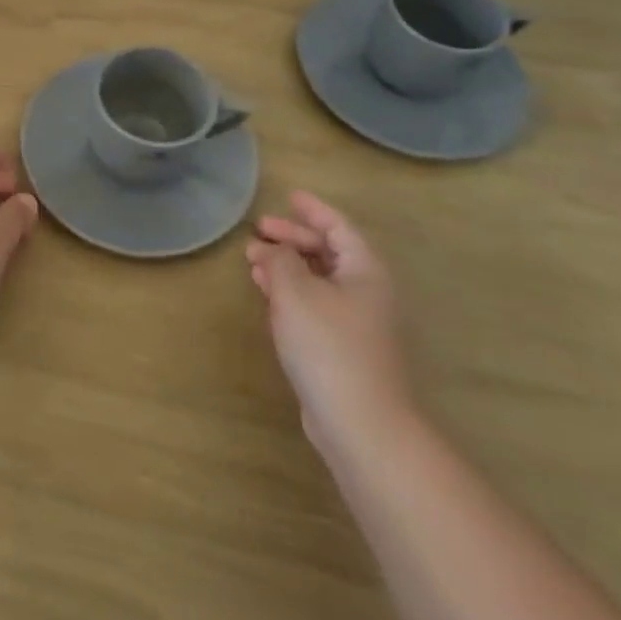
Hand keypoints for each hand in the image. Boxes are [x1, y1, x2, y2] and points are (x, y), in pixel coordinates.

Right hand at [247, 191, 415, 454]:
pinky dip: (291, 293)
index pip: (338, 227)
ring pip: (320, 279)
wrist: (360, 423)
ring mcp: (358, 322)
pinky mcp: (344, 348)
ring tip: (253, 260)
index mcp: (365, 270)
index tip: (289, 196)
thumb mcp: (295, 293)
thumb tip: (273, 249)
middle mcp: (367, 291)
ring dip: (287, 266)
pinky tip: (268, 295)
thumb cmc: (328, 346)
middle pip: (329, 252)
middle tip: (258, 231)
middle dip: (292, 239)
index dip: (313, 209)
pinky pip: (316, 304)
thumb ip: (280, 261)